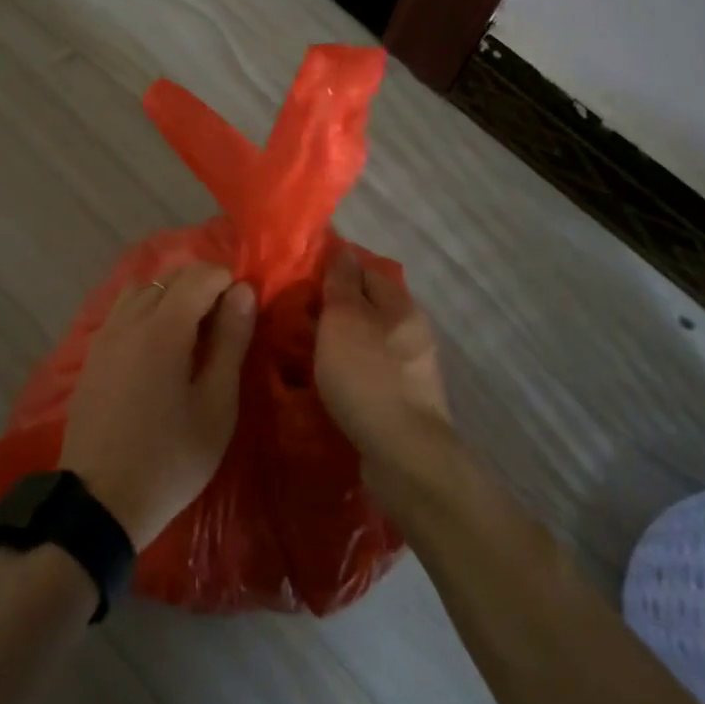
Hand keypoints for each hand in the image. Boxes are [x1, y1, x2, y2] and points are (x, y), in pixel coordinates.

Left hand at [61, 263, 255, 547]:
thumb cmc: (170, 458)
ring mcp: (105, 335)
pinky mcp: (92, 354)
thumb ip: (230, 341)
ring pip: (142, 289)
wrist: (99, 501)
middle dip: (201, 285)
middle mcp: (130, 319)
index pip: (200, 275)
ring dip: (170, 295)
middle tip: (222, 325)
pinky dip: (146, 310)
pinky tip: (157, 348)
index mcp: (164, 327)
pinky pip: (123, 311)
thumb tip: (242, 291)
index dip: (227, 282)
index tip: (242, 313)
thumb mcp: (216, 405)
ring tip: (189, 333)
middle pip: (170, 276)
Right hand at [316, 247, 452, 474]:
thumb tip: (342, 249)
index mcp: (402, 306)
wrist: (403, 454)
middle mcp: (412, 332)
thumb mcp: (344, 319)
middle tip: (293, 318)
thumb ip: (341, 283)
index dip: (333, 270)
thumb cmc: (368, 376)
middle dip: (334, 309)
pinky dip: (347, 373)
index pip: (366, 270)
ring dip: (339, 344)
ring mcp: (410, 370)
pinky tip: (325, 384)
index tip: (299, 280)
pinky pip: (368, 374)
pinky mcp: (403, 402)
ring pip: (367, 343)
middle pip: (367, 308)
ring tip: (301, 351)